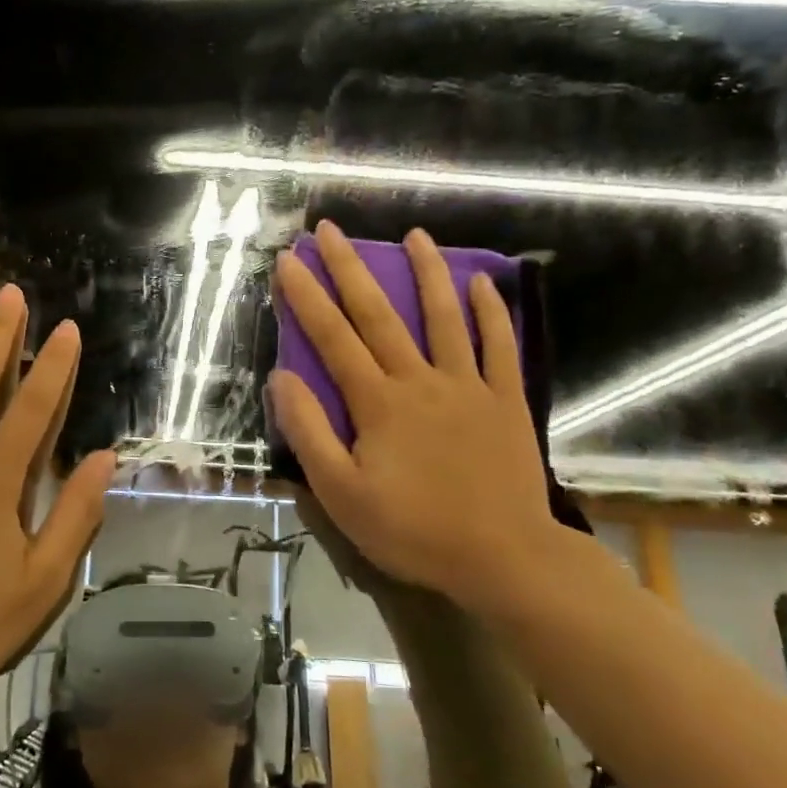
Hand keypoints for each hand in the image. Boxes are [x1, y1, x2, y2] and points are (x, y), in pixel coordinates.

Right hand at [270, 222, 562, 617]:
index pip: (333, 339)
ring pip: (444, 317)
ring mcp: (468, 386)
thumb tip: (281, 379)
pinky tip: (482, 282)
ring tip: (415, 234)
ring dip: (427, 272)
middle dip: (350, 268)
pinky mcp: (505, 400)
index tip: (288, 260)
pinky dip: (491, 312)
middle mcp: (420, 380)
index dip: (307, 297)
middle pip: (379, 315)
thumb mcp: (341, 494)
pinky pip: (499, 347)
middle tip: (330, 229)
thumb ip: (310, 433)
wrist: (503, 558)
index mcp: (377, 403)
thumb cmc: (413, 530)